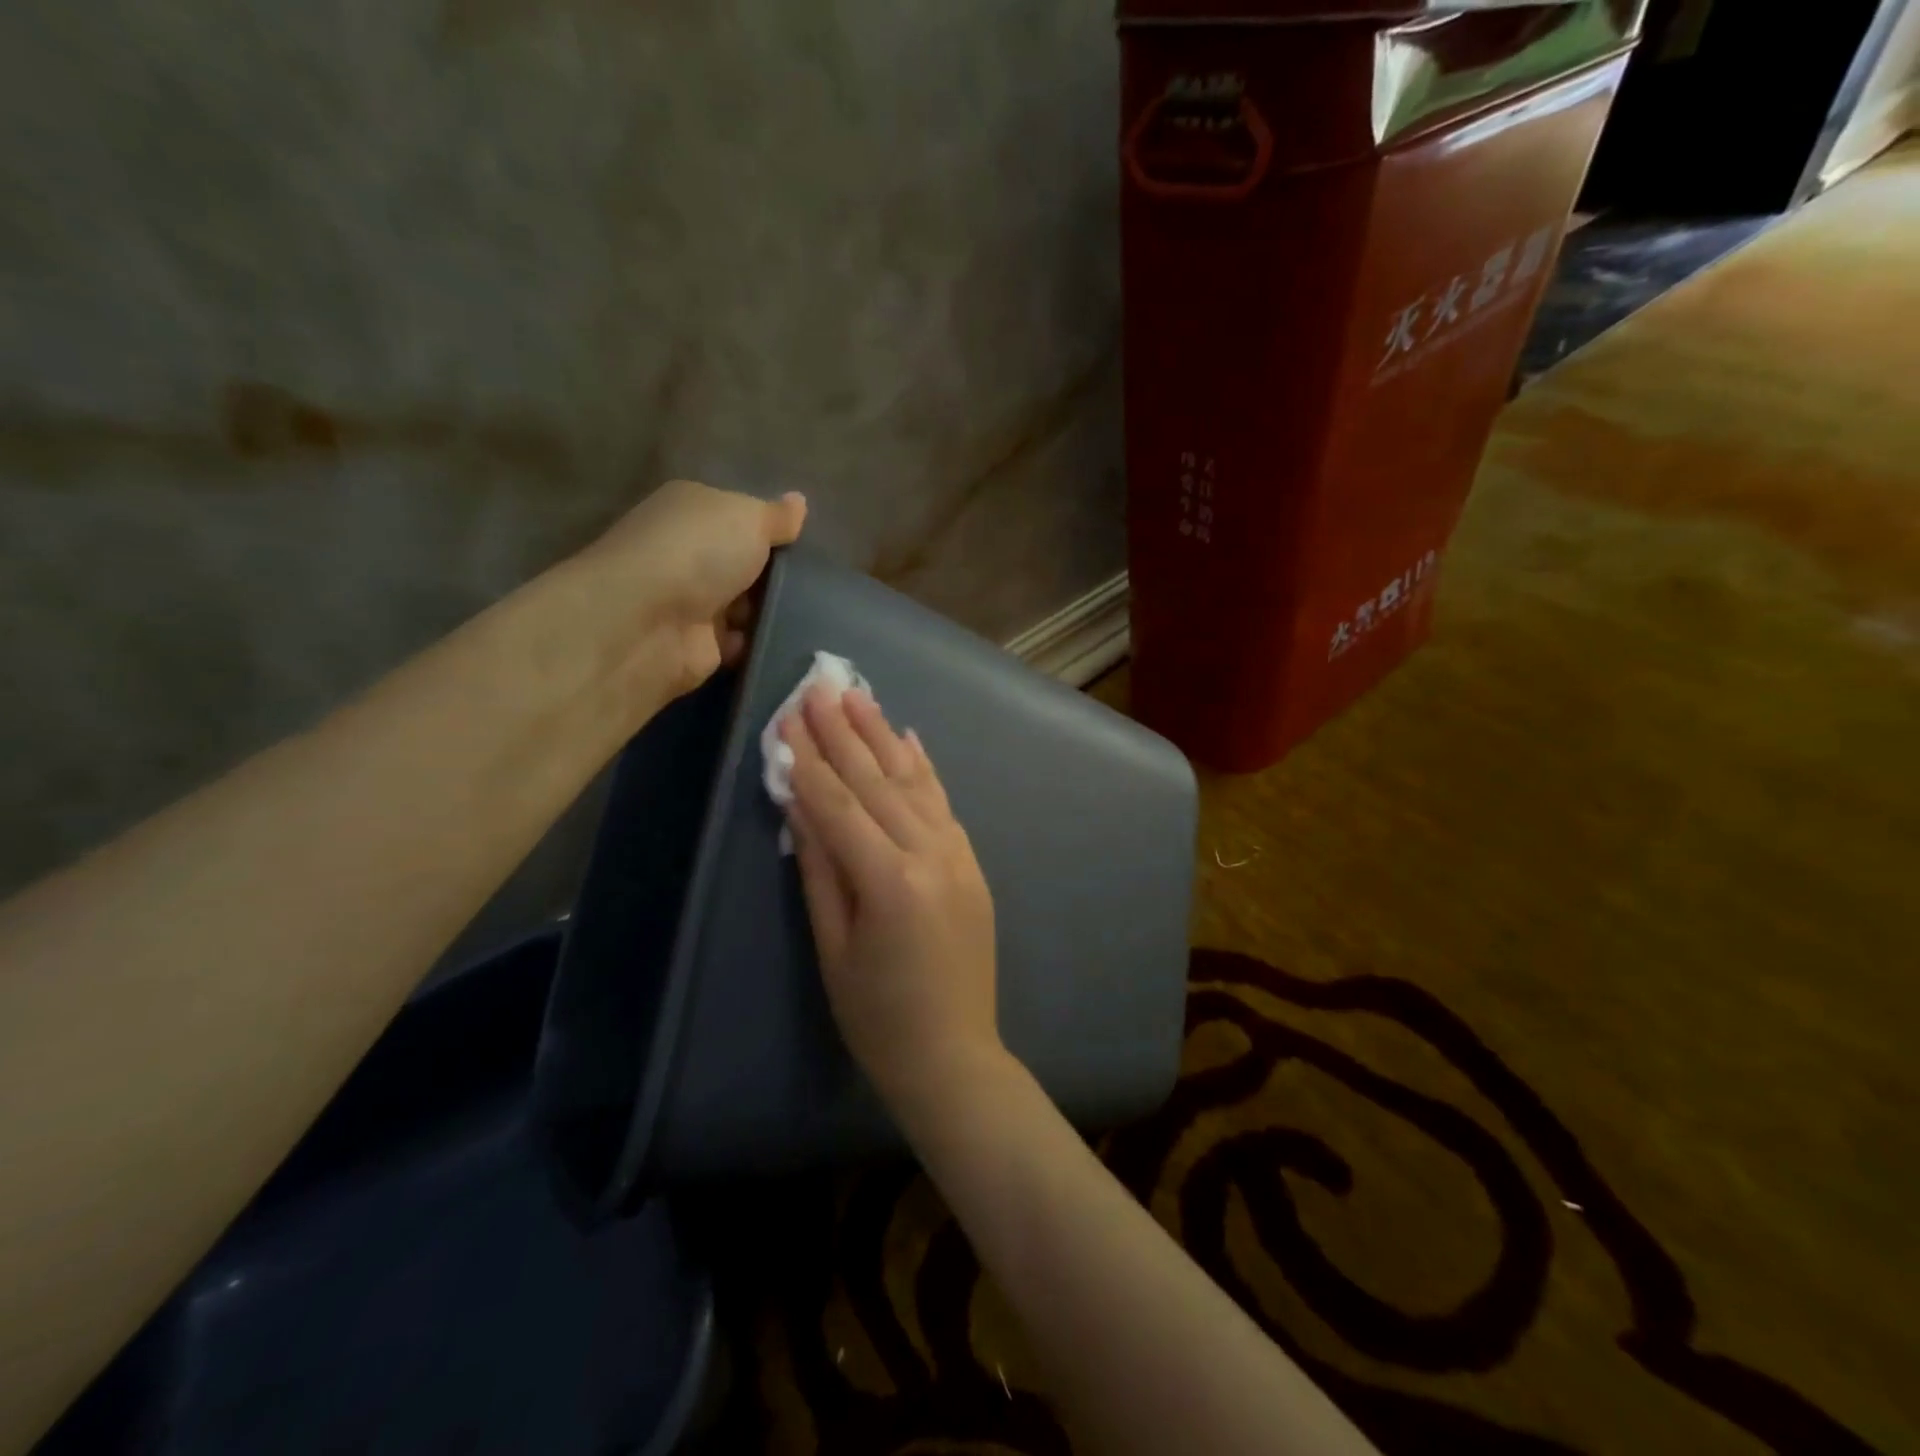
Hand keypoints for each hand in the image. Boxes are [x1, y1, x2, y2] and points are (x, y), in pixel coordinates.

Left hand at [571, 480, 806, 708]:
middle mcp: (686, 553)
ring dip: (773, 611)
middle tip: (817, 583)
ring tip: (814, 614)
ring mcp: (691, 602)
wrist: (649, 623)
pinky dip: (761, 643)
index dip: (770, 529)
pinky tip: (792, 642)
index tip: (805, 544)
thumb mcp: (749, 517)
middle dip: (777, 574)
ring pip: (747, 605)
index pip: (737, 516)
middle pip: (744, 563)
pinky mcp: (699, 646)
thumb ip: (777, 516)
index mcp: (691, 510)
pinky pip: (742, 642)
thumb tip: (798, 502)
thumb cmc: (698, 553)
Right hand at [782, 687, 1004, 1121]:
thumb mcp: (833, 947)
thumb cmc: (877, 1016)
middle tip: (821, 685)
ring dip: (884, 736)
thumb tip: (800, 804)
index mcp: (890, 881)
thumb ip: (820, 870)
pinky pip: (944, 804)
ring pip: (914, 783)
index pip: (839, 805)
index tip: (788, 716)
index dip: (810, 760)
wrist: (954, 1054)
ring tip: (859, 696)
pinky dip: (924, 769)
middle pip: (878, 782)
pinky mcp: (972, 863)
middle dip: (844, 732)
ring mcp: (958, 855)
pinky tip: (909, 738)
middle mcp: (931, 855)